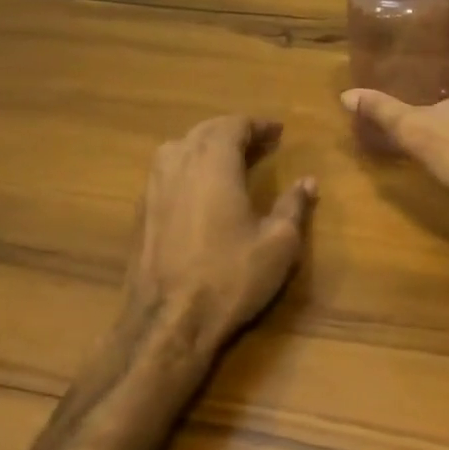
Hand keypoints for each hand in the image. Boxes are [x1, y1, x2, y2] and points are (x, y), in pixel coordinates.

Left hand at [122, 116, 317, 351]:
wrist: (166, 325)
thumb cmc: (229, 277)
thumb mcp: (278, 243)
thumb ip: (294, 206)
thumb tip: (308, 181)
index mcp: (213, 162)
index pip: (235, 125)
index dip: (258, 125)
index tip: (279, 132)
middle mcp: (179, 164)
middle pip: (205, 131)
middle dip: (234, 132)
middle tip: (260, 143)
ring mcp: (153, 188)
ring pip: (179, 148)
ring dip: (206, 146)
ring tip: (229, 160)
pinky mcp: (140, 213)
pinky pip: (166, 172)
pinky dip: (187, 168)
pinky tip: (200, 191)